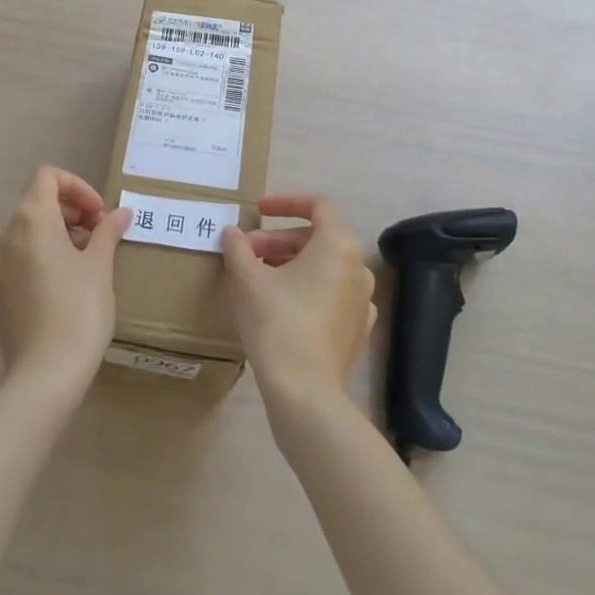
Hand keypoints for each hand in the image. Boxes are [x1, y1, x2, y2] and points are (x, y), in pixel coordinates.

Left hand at [0, 166, 131, 391]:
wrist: (46, 373)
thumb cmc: (79, 309)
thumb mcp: (100, 265)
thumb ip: (108, 231)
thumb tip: (121, 213)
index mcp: (31, 218)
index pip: (48, 176)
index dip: (77, 186)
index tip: (99, 213)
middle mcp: (5, 234)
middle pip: (36, 202)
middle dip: (70, 210)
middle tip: (99, 234)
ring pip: (23, 231)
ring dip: (54, 234)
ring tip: (82, 259)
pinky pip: (9, 262)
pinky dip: (31, 259)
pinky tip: (51, 281)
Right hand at [221, 193, 375, 402]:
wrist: (305, 392)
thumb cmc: (277, 323)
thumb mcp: (247, 279)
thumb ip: (238, 248)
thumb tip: (232, 233)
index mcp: (338, 245)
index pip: (317, 205)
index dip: (285, 202)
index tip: (257, 210)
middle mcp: (358, 267)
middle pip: (316, 238)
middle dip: (278, 240)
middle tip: (246, 252)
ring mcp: (362, 300)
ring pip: (323, 267)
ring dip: (290, 264)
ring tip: (257, 279)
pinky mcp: (357, 330)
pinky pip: (331, 295)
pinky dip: (306, 290)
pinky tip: (280, 306)